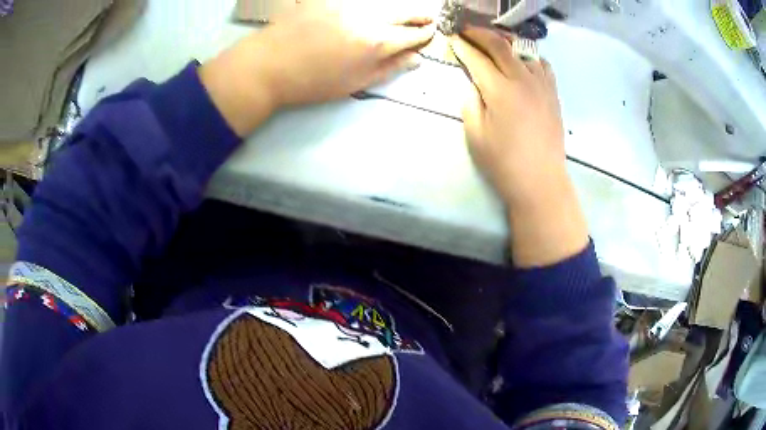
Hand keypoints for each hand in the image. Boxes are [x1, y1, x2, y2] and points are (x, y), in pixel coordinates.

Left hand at [200, 1, 435, 136]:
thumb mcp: (354, 83)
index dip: (423, 36)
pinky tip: (369, 10)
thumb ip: (387, 69)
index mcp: (375, 43)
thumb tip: (415, 59)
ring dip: (395, 9)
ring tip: (403, 13)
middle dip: (418, 16)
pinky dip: (367, 5)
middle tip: (428, 18)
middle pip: (400, 13)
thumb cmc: (311, 82)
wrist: (268, 66)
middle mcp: (366, 17)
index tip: (430, 34)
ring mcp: (345, 4)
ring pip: (380, 3)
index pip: (410, 36)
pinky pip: (355, 0)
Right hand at [451, 27, 588, 266]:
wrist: (541, 181)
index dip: (463, 46)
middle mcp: (523, 80)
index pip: (478, 58)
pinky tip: (524, 64)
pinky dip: (530, 58)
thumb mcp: (475, 134)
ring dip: (506, 44)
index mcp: (501, 90)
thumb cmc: (504, 162)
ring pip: (524, 52)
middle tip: (468, 31)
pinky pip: (543, 66)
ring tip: (495, 45)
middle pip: (501, 46)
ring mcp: (542, 86)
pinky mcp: (553, 95)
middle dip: (481, 35)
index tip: (453, 38)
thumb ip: (471, 102)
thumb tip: (474, 84)